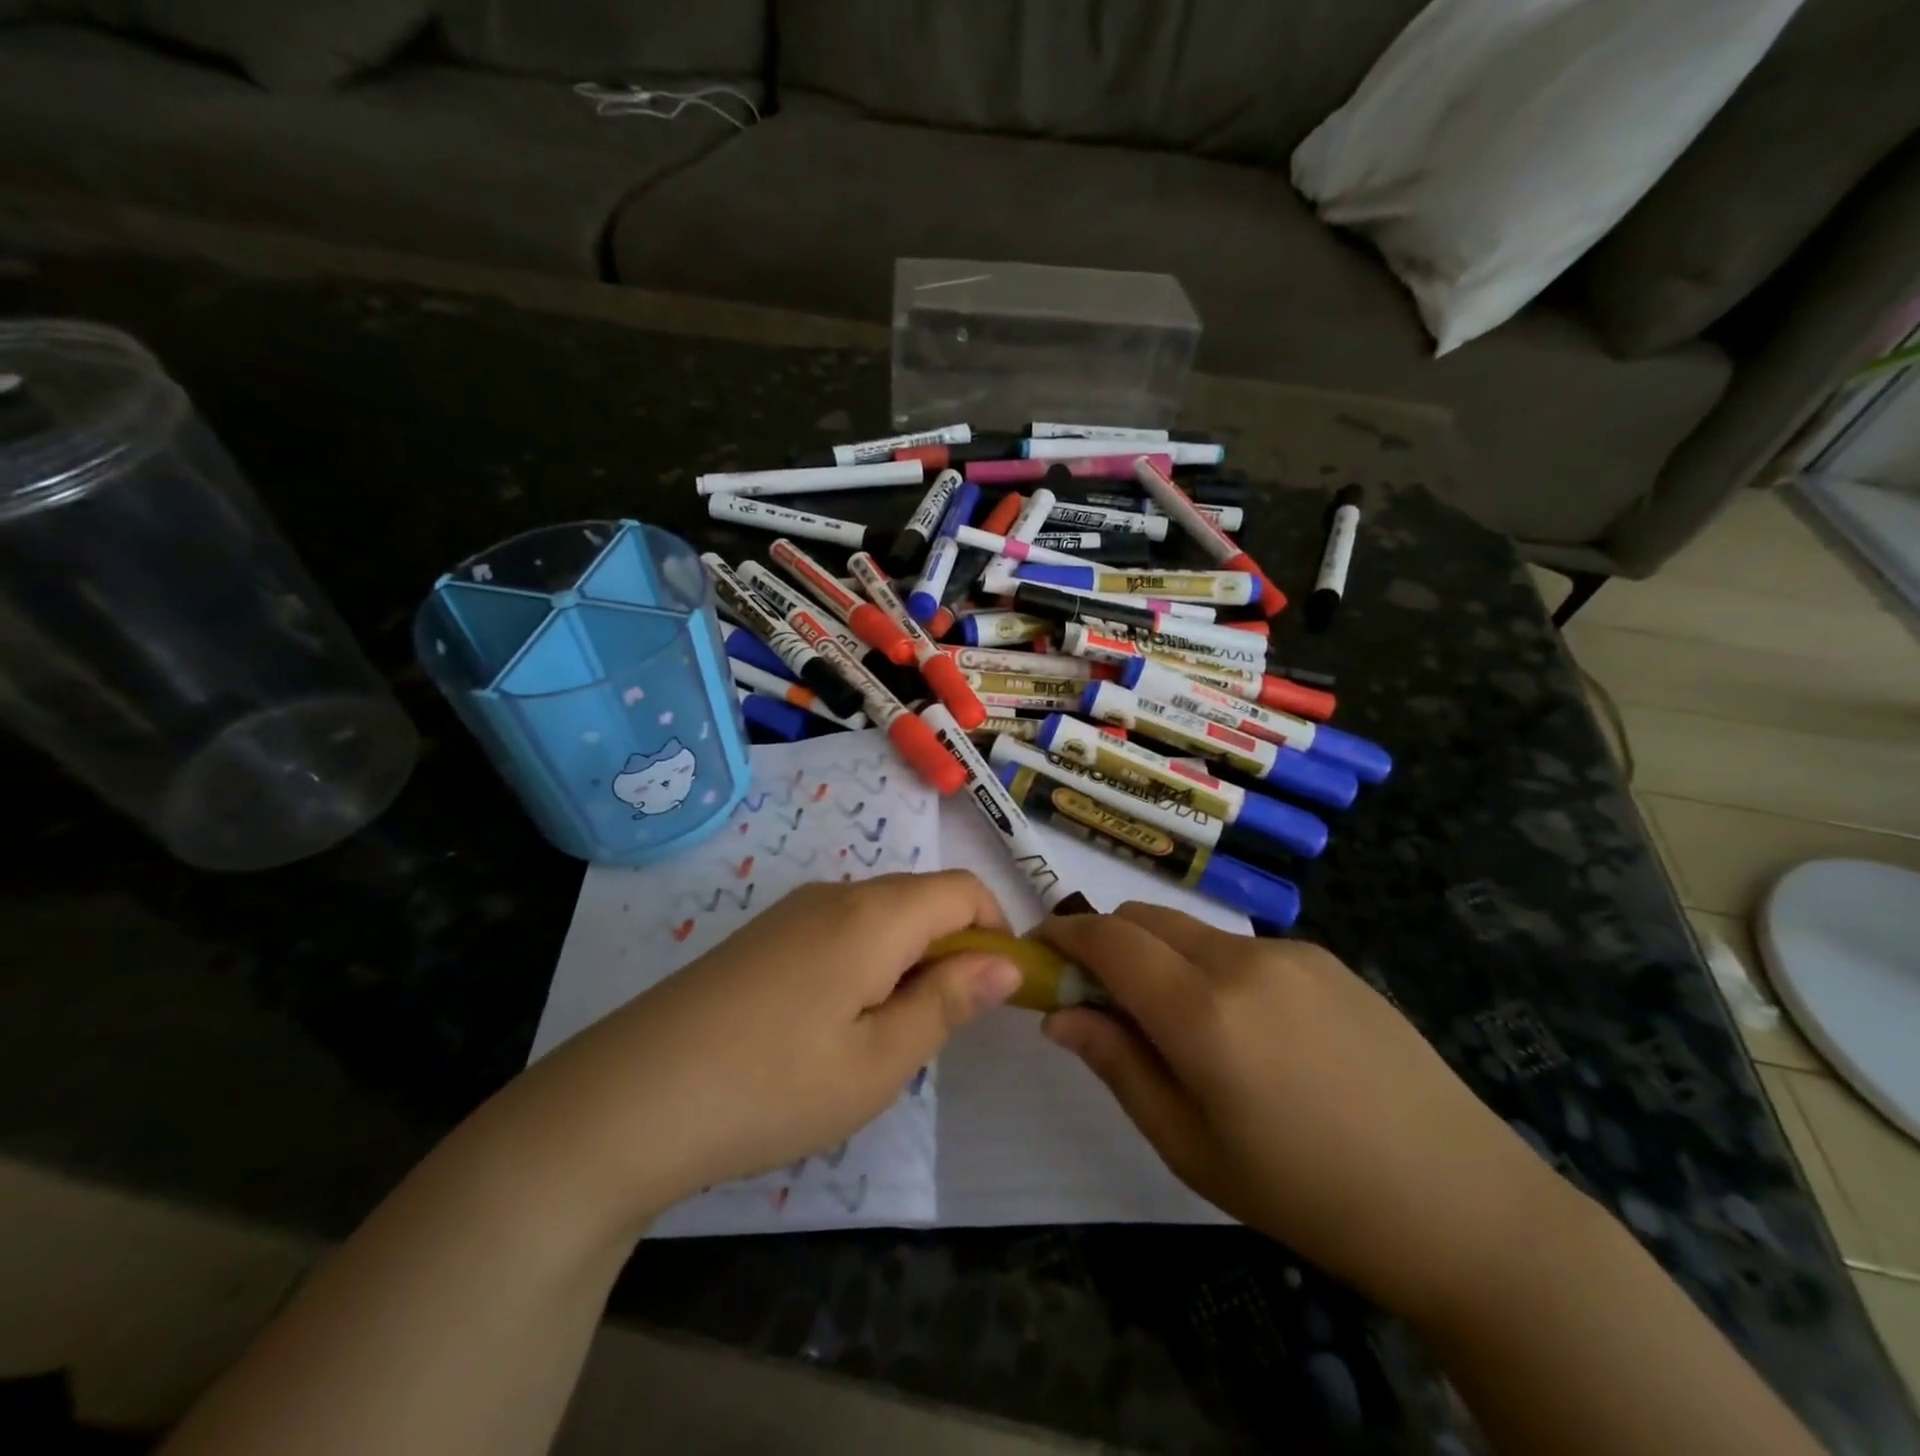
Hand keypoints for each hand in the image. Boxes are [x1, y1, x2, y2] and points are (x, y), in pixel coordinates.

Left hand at [506, 872, 1020, 1232]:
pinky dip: (863, 965)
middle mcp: (835, 895)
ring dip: (906, 963)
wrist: (628, 1099)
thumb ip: (948, 1002)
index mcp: (874, 914)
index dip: (997, 931)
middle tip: (934, 1032)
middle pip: (921, 900)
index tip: (998, 993)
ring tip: (878, 1040)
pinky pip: (838, 932)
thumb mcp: (879, 1060)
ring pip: (879, 918)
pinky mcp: (762, 937)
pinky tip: (828, 1029)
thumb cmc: (772, 1086)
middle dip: (951, 952)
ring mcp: (791, 912)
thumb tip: (1005, 962)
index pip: (963, 890)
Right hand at [1039, 905, 1572, 1321]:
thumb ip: (1117, 1066)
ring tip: (1174, 1021)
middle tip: (1097, 996)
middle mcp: (1241, 960)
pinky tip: (1244, 1027)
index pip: (1108, 940)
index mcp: (1203, 1012)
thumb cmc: (1306, 1193)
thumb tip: (1058, 1015)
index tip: (1038, 953)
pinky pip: (1239, 946)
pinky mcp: (1324, 957)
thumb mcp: (1190, 1148)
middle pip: (1144, 918)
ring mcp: (1289, 951)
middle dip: (1105, 941)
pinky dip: (1207, 964)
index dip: (1063, 937)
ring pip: (1190, 929)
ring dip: (1157, 953)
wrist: (1460, 1202)